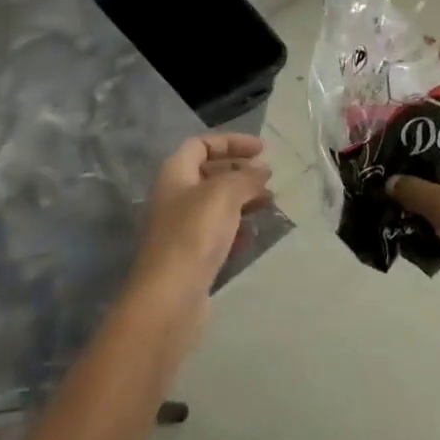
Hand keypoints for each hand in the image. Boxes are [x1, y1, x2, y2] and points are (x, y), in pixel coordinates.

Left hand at [129, 133, 273, 321]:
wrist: (170, 297)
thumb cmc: (193, 234)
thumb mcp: (224, 194)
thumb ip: (246, 177)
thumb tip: (262, 169)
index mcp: (175, 173)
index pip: (202, 144)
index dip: (232, 142)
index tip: (263, 151)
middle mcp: (174, 196)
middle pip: (210, 174)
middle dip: (241, 173)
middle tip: (269, 180)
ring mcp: (181, 228)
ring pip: (217, 205)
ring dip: (243, 201)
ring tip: (270, 206)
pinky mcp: (191, 256)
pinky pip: (217, 233)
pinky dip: (236, 229)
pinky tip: (252, 236)